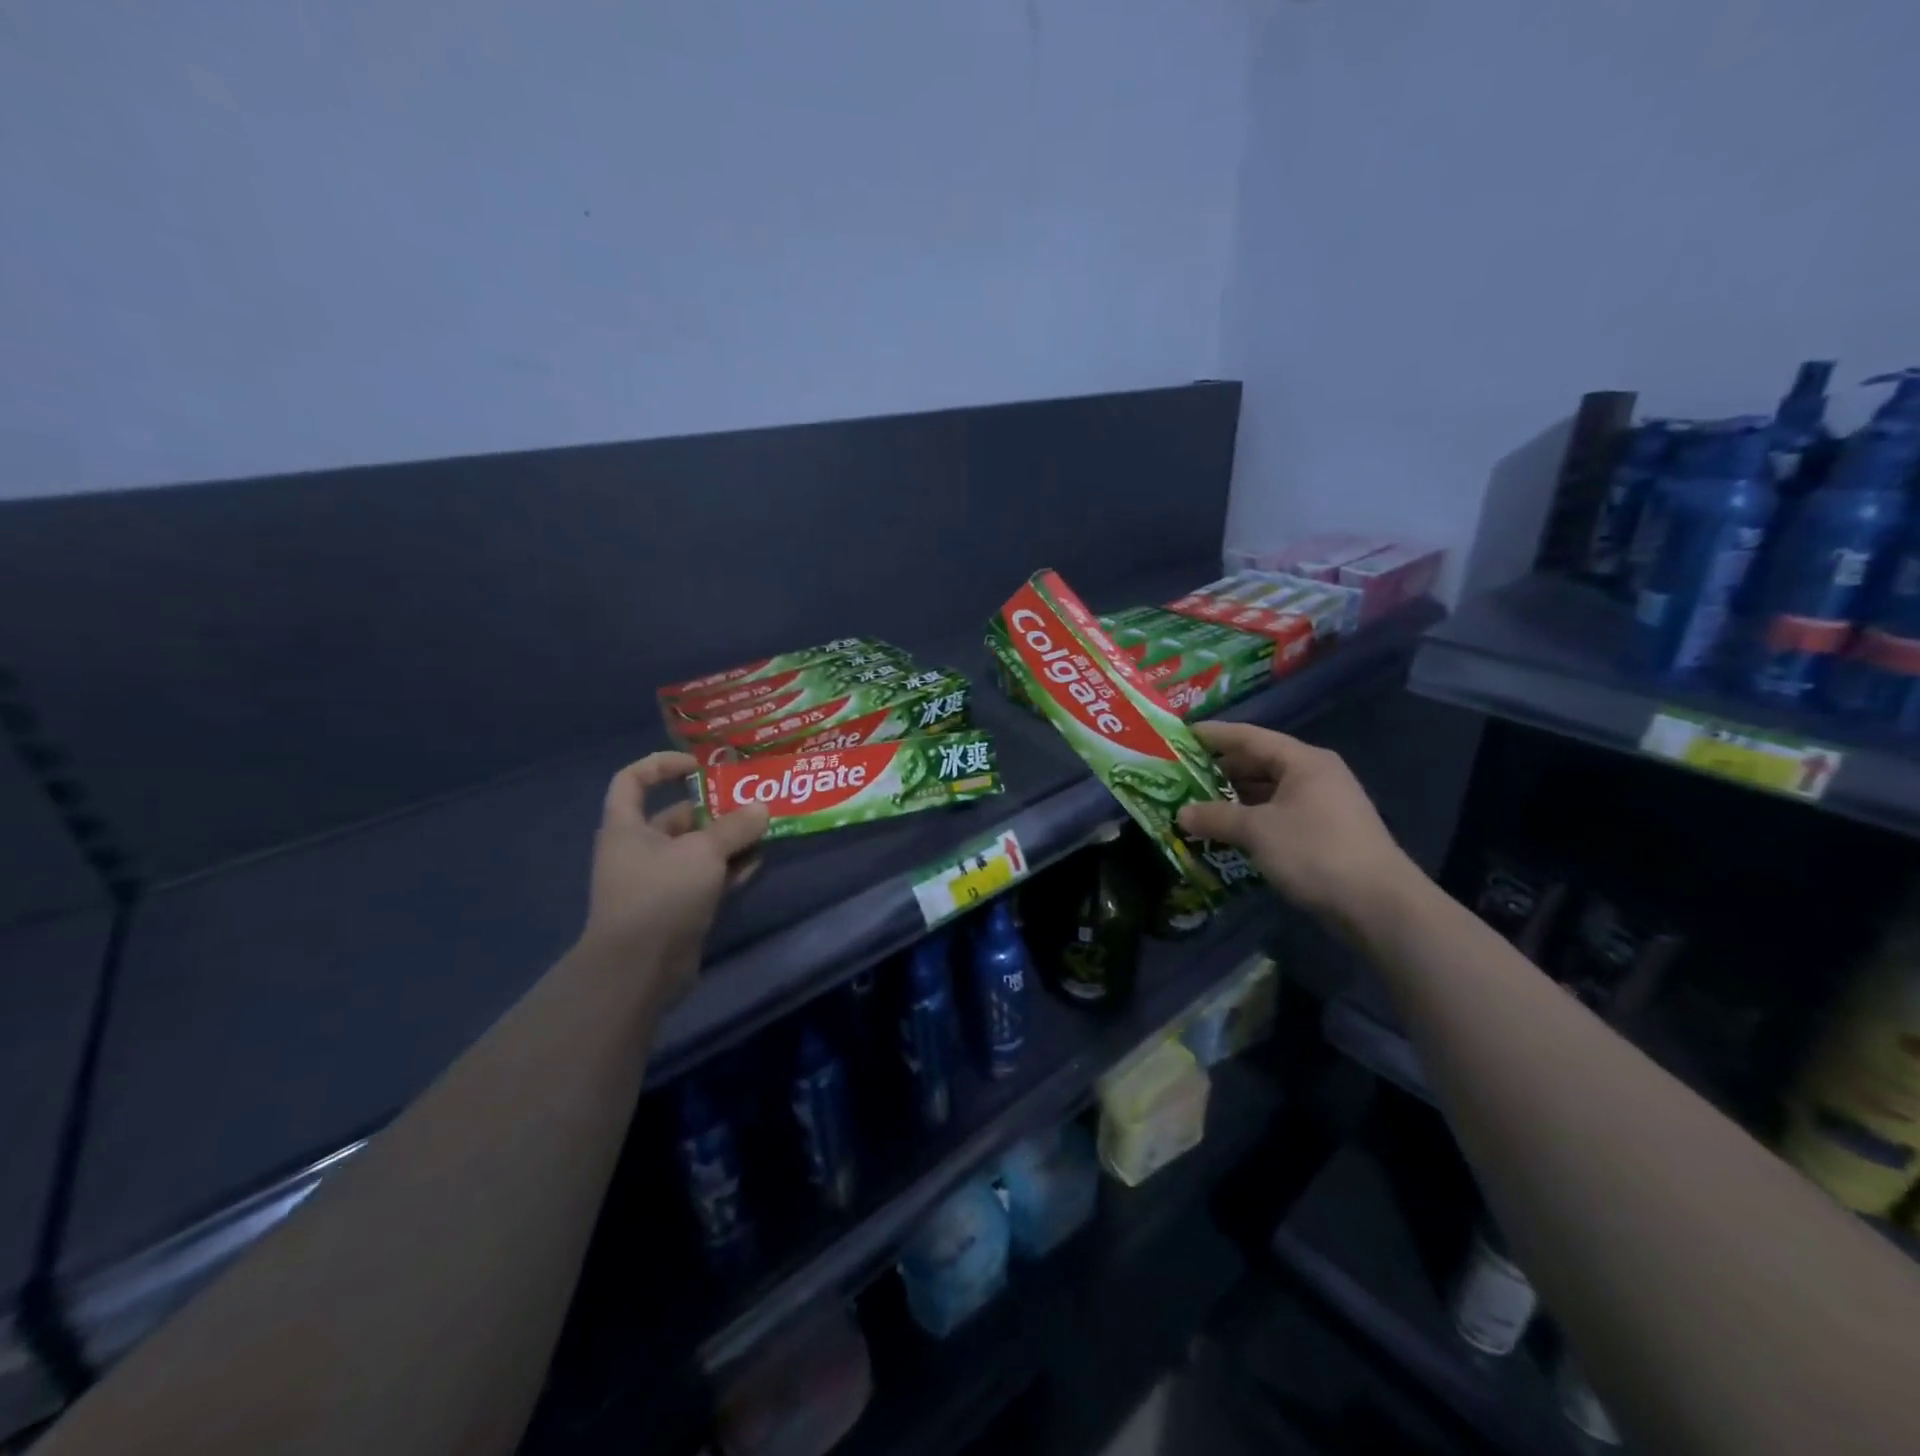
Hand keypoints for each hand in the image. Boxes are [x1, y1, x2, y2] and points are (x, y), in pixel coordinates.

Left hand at [575, 752, 769, 1007]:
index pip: (633, 779)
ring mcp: (658, 881)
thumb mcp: (703, 852)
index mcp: (627, 827)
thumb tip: (761, 808)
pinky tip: (757, 864)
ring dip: (728, 841)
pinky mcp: (676, 908)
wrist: (639, 969)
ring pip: (696, 850)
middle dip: (714, 809)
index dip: (662, 764)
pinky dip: (728, 870)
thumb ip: (735, 827)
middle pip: (676, 816)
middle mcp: (639, 850)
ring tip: (764, 831)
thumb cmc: (661, 894)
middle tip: (752, 803)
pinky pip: (705, 879)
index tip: (700, 766)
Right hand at [1177, 722, 1420, 930]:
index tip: (1181, 735)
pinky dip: (1251, 819)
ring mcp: (1323, 804)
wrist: (1379, 905)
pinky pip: (1278, 814)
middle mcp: (1315, 775)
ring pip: (1268, 791)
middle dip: (1219, 770)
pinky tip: (1227, 831)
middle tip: (1180, 775)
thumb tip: (1181, 814)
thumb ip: (1216, 817)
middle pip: (1259, 762)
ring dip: (1233, 798)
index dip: (1214, 735)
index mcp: (1303, 761)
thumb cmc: (1315, 852)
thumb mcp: (1258, 831)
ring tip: (1196, 804)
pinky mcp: (1324, 832)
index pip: (1249, 737)